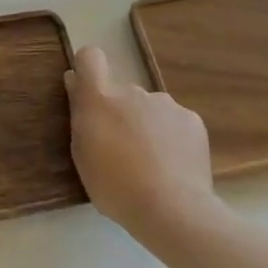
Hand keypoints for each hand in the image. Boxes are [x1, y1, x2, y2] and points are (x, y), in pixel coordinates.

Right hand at [66, 46, 216, 249]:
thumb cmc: (115, 186)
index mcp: (100, 98)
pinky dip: (172, 138)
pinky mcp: (192, 120)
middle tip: (123, 150)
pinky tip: (174, 166)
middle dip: (121, 113)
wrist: (172, 210)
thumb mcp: (82, 154)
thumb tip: (75, 81)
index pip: (90, 58)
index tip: (88, 90)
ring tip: (153, 163)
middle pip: (122, 93)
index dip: (88, 68)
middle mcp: (133, 91)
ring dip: (148, 126)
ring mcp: (165, 103)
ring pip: (150, 108)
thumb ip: (80, 113)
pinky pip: (175, 122)